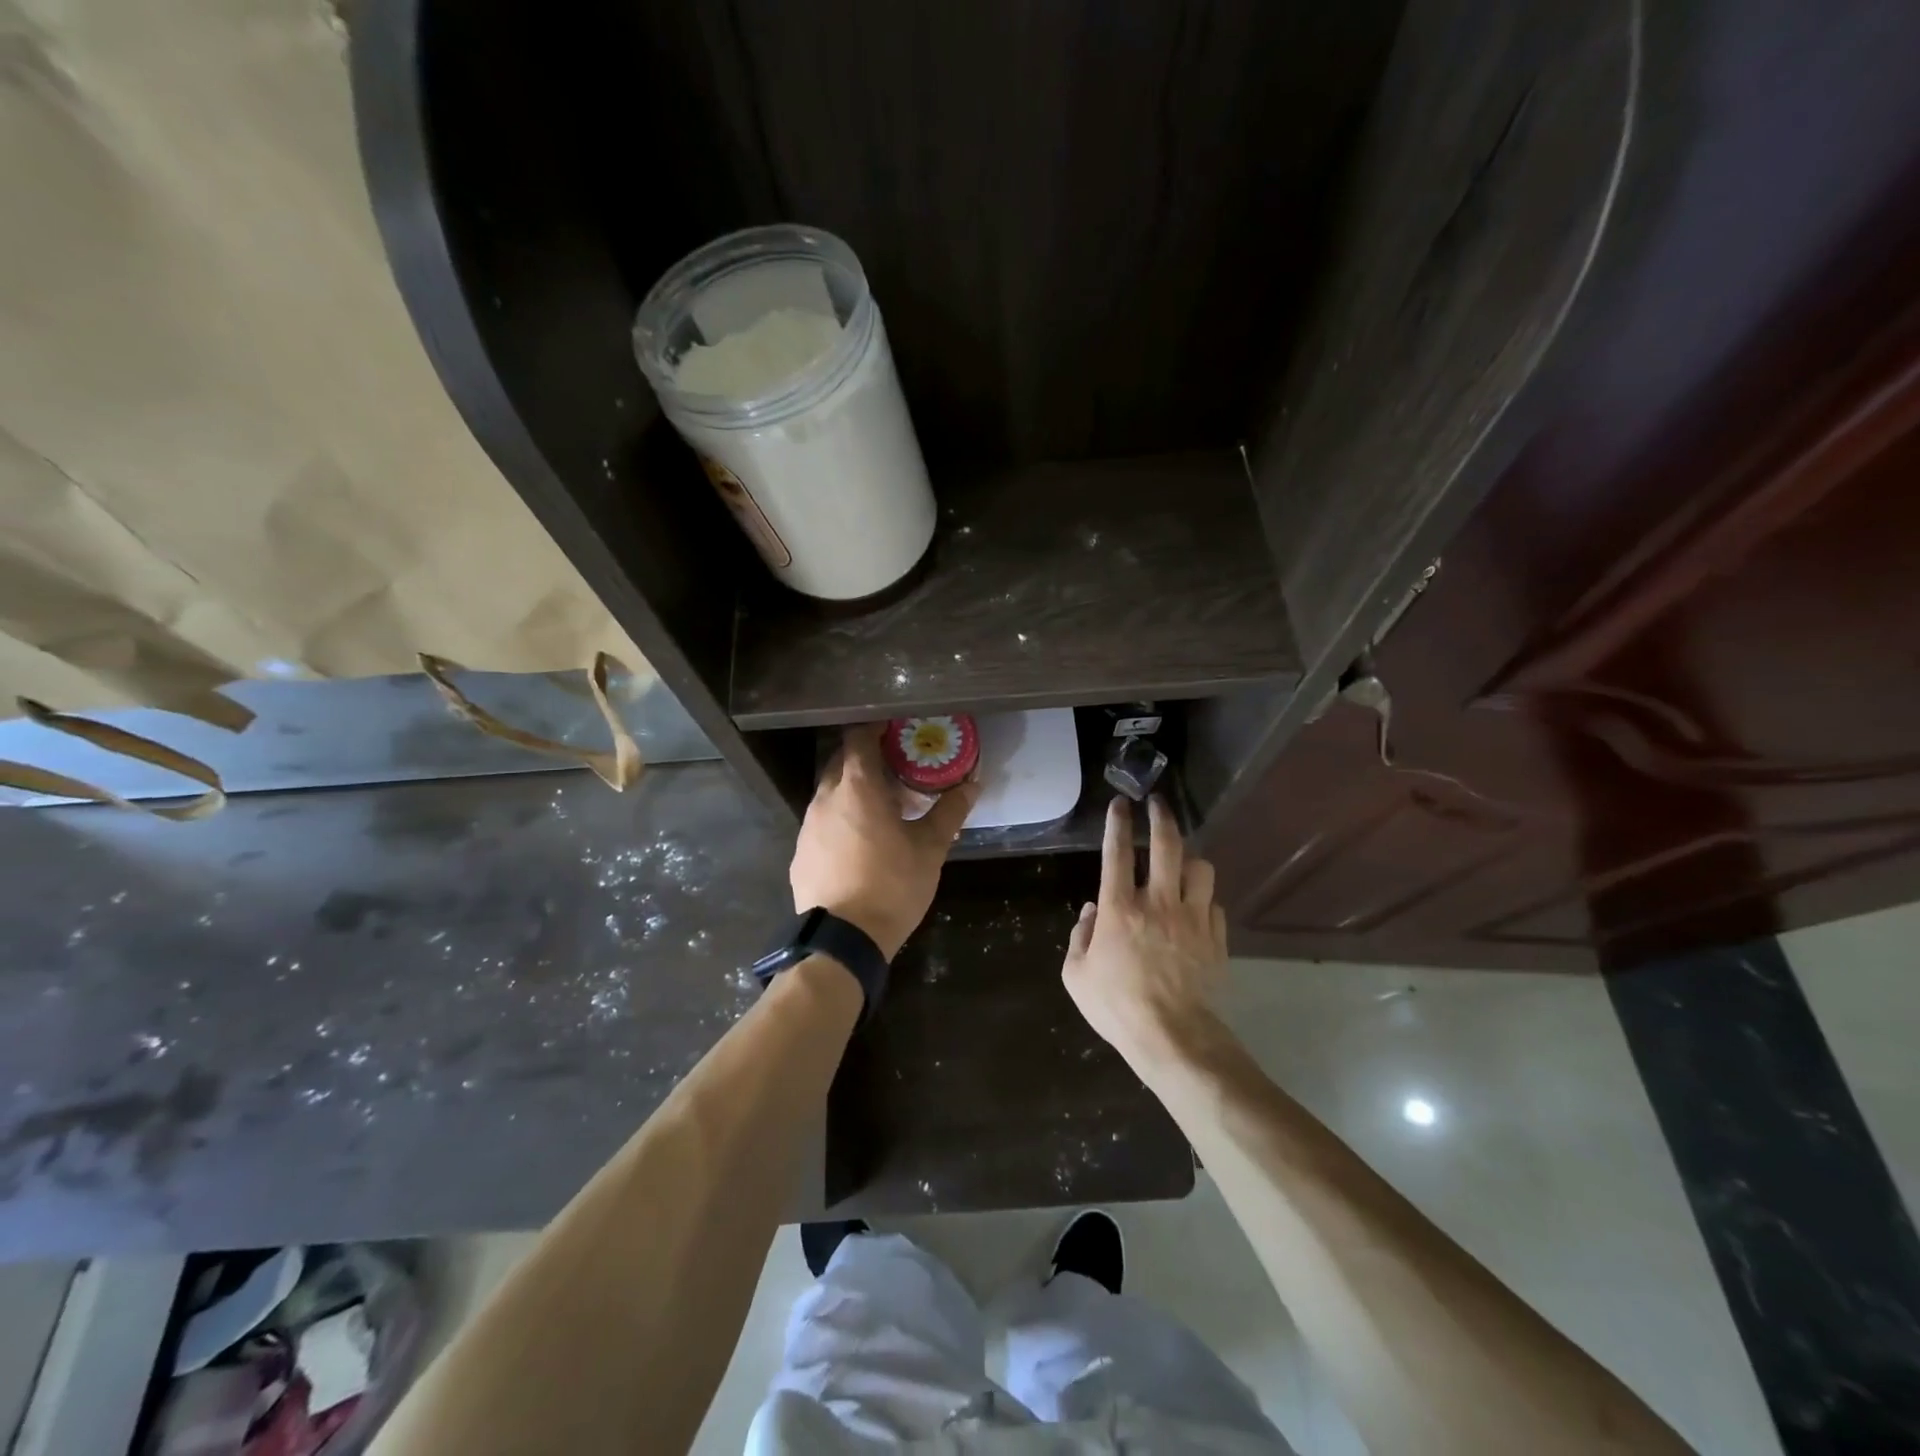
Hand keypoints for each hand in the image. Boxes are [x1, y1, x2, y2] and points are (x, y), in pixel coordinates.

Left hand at [789, 724, 980, 959]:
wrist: (844, 940)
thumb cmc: (892, 886)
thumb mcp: (930, 848)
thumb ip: (950, 812)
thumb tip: (973, 785)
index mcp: (857, 788)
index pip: (858, 738)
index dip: (875, 729)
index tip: (896, 733)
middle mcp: (825, 799)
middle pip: (842, 762)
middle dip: (867, 761)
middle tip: (896, 772)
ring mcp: (807, 826)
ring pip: (830, 793)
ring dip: (853, 792)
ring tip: (882, 811)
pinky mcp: (800, 853)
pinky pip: (821, 822)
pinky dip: (840, 820)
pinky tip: (859, 844)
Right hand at [1062, 795, 1228, 1065]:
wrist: (1173, 1037)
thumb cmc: (1117, 1006)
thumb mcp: (1076, 975)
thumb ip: (1080, 935)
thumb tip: (1092, 910)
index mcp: (1120, 908)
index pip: (1116, 852)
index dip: (1118, 822)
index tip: (1120, 803)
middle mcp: (1158, 902)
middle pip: (1167, 844)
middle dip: (1161, 817)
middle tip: (1158, 804)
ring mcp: (1193, 917)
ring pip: (1200, 868)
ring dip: (1189, 859)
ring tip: (1182, 862)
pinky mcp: (1216, 937)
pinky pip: (1214, 904)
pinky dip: (1204, 900)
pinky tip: (1196, 909)